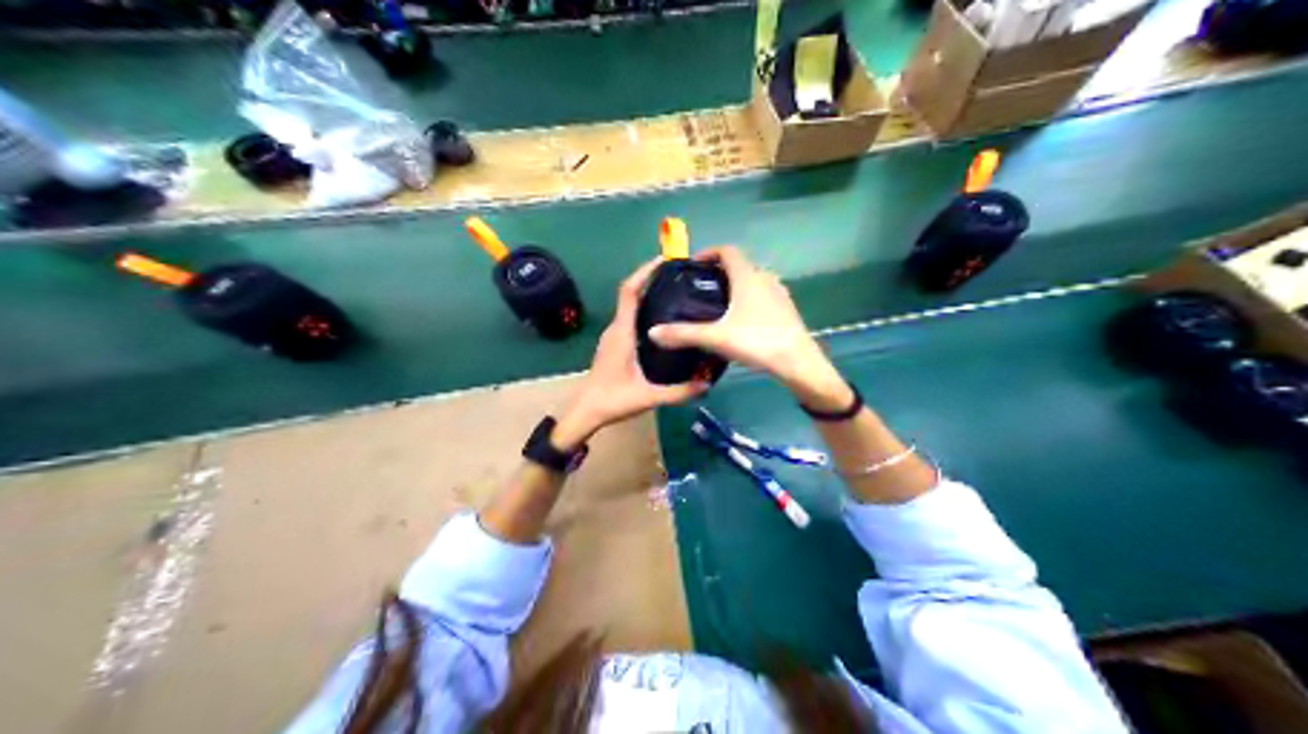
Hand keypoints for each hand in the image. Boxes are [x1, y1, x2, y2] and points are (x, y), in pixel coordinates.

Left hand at [557, 261, 711, 450]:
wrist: (585, 412)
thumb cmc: (612, 401)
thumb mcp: (648, 397)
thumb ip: (678, 392)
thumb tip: (707, 385)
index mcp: (622, 333)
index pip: (629, 292)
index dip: (644, 272)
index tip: (664, 260)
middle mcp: (616, 328)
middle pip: (632, 294)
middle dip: (652, 279)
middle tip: (681, 276)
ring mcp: (613, 336)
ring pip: (631, 306)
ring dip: (649, 294)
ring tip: (677, 293)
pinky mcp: (614, 343)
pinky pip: (630, 318)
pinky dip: (645, 309)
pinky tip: (664, 321)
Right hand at [642, 249, 848, 410]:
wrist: (799, 363)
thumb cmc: (758, 341)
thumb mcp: (717, 338)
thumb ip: (684, 334)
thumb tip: (652, 332)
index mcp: (748, 277)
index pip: (727, 251)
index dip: (709, 252)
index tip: (693, 264)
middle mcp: (765, 279)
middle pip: (740, 266)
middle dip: (720, 273)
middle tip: (700, 288)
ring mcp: (779, 295)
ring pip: (753, 282)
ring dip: (736, 287)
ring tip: (717, 306)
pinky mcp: (787, 311)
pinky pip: (763, 298)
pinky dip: (749, 301)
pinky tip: (740, 323)